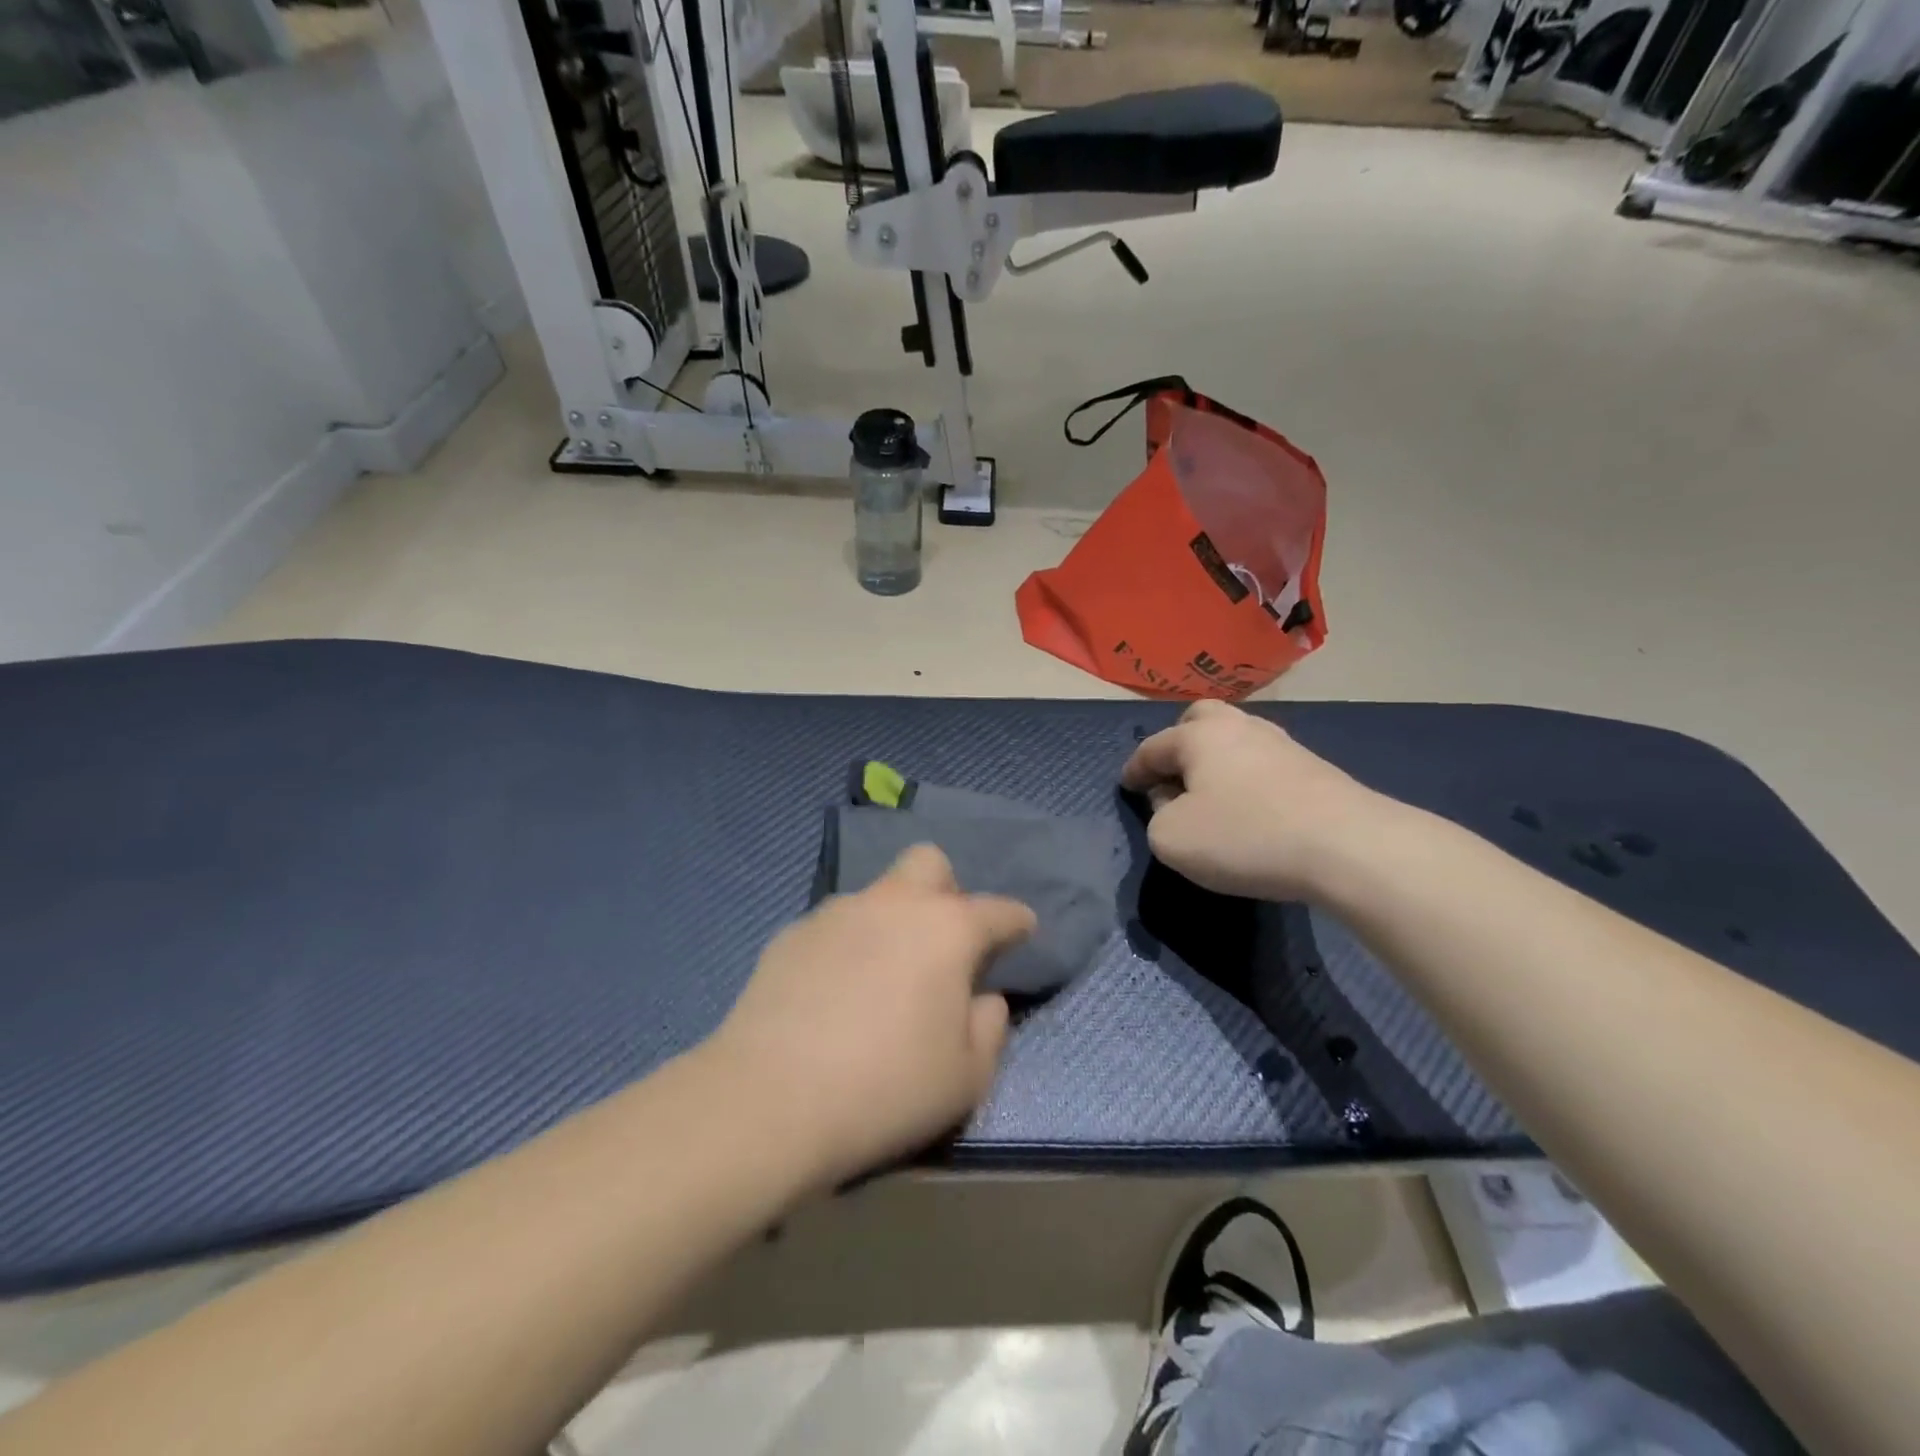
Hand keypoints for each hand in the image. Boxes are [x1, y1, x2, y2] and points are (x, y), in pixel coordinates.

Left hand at [709, 845, 1035, 1185]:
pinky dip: (846, 947)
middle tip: (943, 941)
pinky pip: (833, 926)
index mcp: (946, 929)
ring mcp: (836, 913)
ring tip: (880, 976)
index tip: (1023, 930)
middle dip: (946, 890)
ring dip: (890, 920)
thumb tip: (985, 998)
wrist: (770, 1100)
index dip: (1017, 920)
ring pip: (876, 894)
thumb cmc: (887, 1088)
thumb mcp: (967, 1078)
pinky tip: (832, 992)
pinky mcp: (791, 934)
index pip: (998, 910)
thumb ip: (990, 1028)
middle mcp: (893, 904)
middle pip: (929, 863)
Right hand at [1121, 700, 1390, 900]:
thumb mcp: (1172, 839)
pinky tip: (1250, 806)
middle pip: (1199, 720)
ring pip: (1235, 740)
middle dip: (1179, 742)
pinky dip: (1246, 779)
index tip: (1127, 787)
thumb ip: (1157, 817)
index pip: (1152, 747)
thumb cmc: (1244, 835)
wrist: (1348, 845)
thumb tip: (1173, 803)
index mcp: (1198, 736)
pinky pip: (1262, 764)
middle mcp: (1239, 727)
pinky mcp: (1313, 768)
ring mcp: (1281, 744)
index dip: (1134, 769)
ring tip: (1211, 795)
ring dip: (1216, 762)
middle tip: (1173, 775)